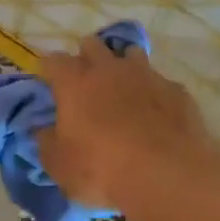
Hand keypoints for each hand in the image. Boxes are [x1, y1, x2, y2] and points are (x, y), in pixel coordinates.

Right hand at [36, 34, 219, 210]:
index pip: (53, 61)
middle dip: (86, 57)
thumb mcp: (59, 165)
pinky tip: (156, 115)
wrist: (167, 175)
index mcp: (74, 82)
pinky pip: (160, 83)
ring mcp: (147, 75)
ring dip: (123, 67)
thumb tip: (42, 130)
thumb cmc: (101, 170)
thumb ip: (46, 142)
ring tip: (123, 91)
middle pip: (92, 45)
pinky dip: (154, 93)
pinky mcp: (177, 90)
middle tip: (85, 83)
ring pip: (130, 54)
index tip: (48, 84)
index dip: (49, 70)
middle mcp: (109, 69)